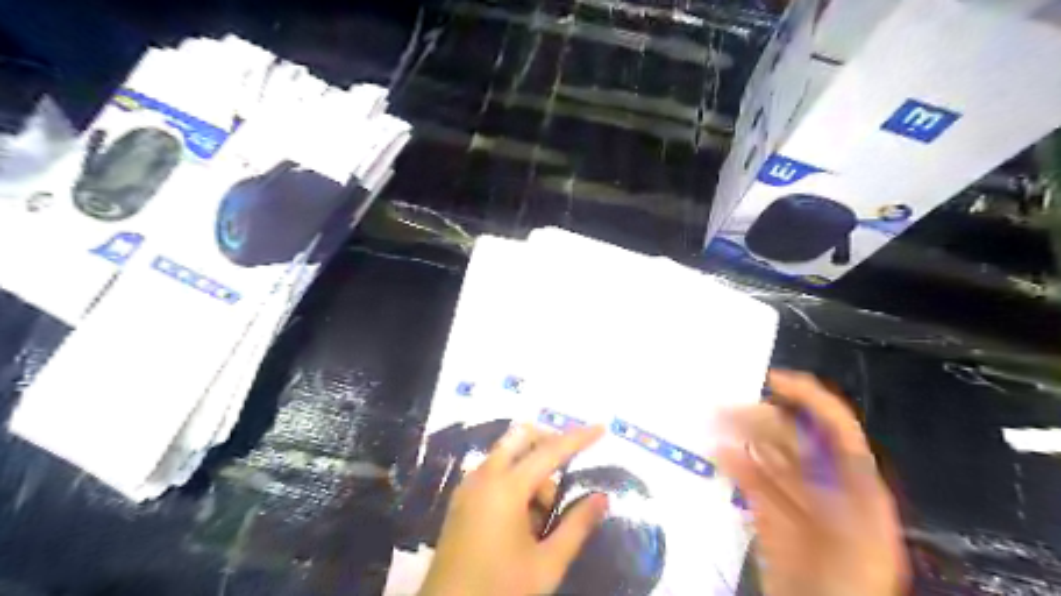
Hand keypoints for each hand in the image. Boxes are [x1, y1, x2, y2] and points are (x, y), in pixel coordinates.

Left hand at [418, 423, 609, 594]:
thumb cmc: (500, 590)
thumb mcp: (546, 565)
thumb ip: (577, 526)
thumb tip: (602, 498)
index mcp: (506, 488)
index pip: (550, 451)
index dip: (579, 438)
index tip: (602, 429)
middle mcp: (485, 476)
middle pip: (521, 438)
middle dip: (549, 443)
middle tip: (569, 468)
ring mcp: (469, 486)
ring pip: (508, 455)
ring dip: (532, 470)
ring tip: (542, 518)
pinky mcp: (462, 499)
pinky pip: (494, 471)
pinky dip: (514, 478)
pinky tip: (523, 518)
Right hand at [716, 370, 905, 595]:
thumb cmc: (848, 583)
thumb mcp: (851, 537)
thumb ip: (830, 492)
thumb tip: (803, 447)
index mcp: (856, 486)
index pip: (836, 428)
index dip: (809, 399)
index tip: (773, 381)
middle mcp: (827, 486)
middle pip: (794, 437)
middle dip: (761, 418)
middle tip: (725, 409)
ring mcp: (796, 500)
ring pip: (769, 456)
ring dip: (743, 437)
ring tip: (714, 423)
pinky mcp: (772, 514)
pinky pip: (752, 481)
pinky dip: (735, 465)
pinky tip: (719, 454)